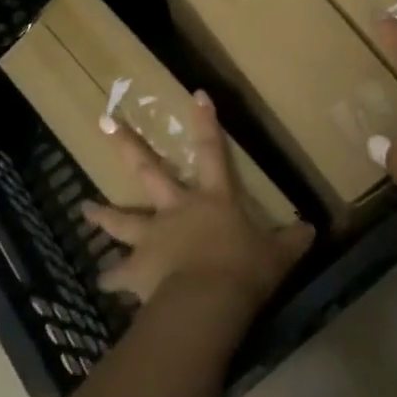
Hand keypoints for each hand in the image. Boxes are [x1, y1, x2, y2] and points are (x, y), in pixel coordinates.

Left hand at [82, 91, 314, 314]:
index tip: (196, 94)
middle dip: (127, 145)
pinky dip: (111, 278)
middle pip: (148, 170)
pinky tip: (103, 281)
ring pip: (122, 219)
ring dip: (103, 214)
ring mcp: (153, 236)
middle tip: (104, 122)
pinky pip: (119, 274)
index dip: (205, 122)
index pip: (211, 150)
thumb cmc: (244, 270)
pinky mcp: (138, 269)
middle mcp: (178, 209)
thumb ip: (292, 240)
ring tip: (84, 208)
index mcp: (213, 198)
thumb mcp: (277, 255)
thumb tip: (312, 229)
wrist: (208, 302)